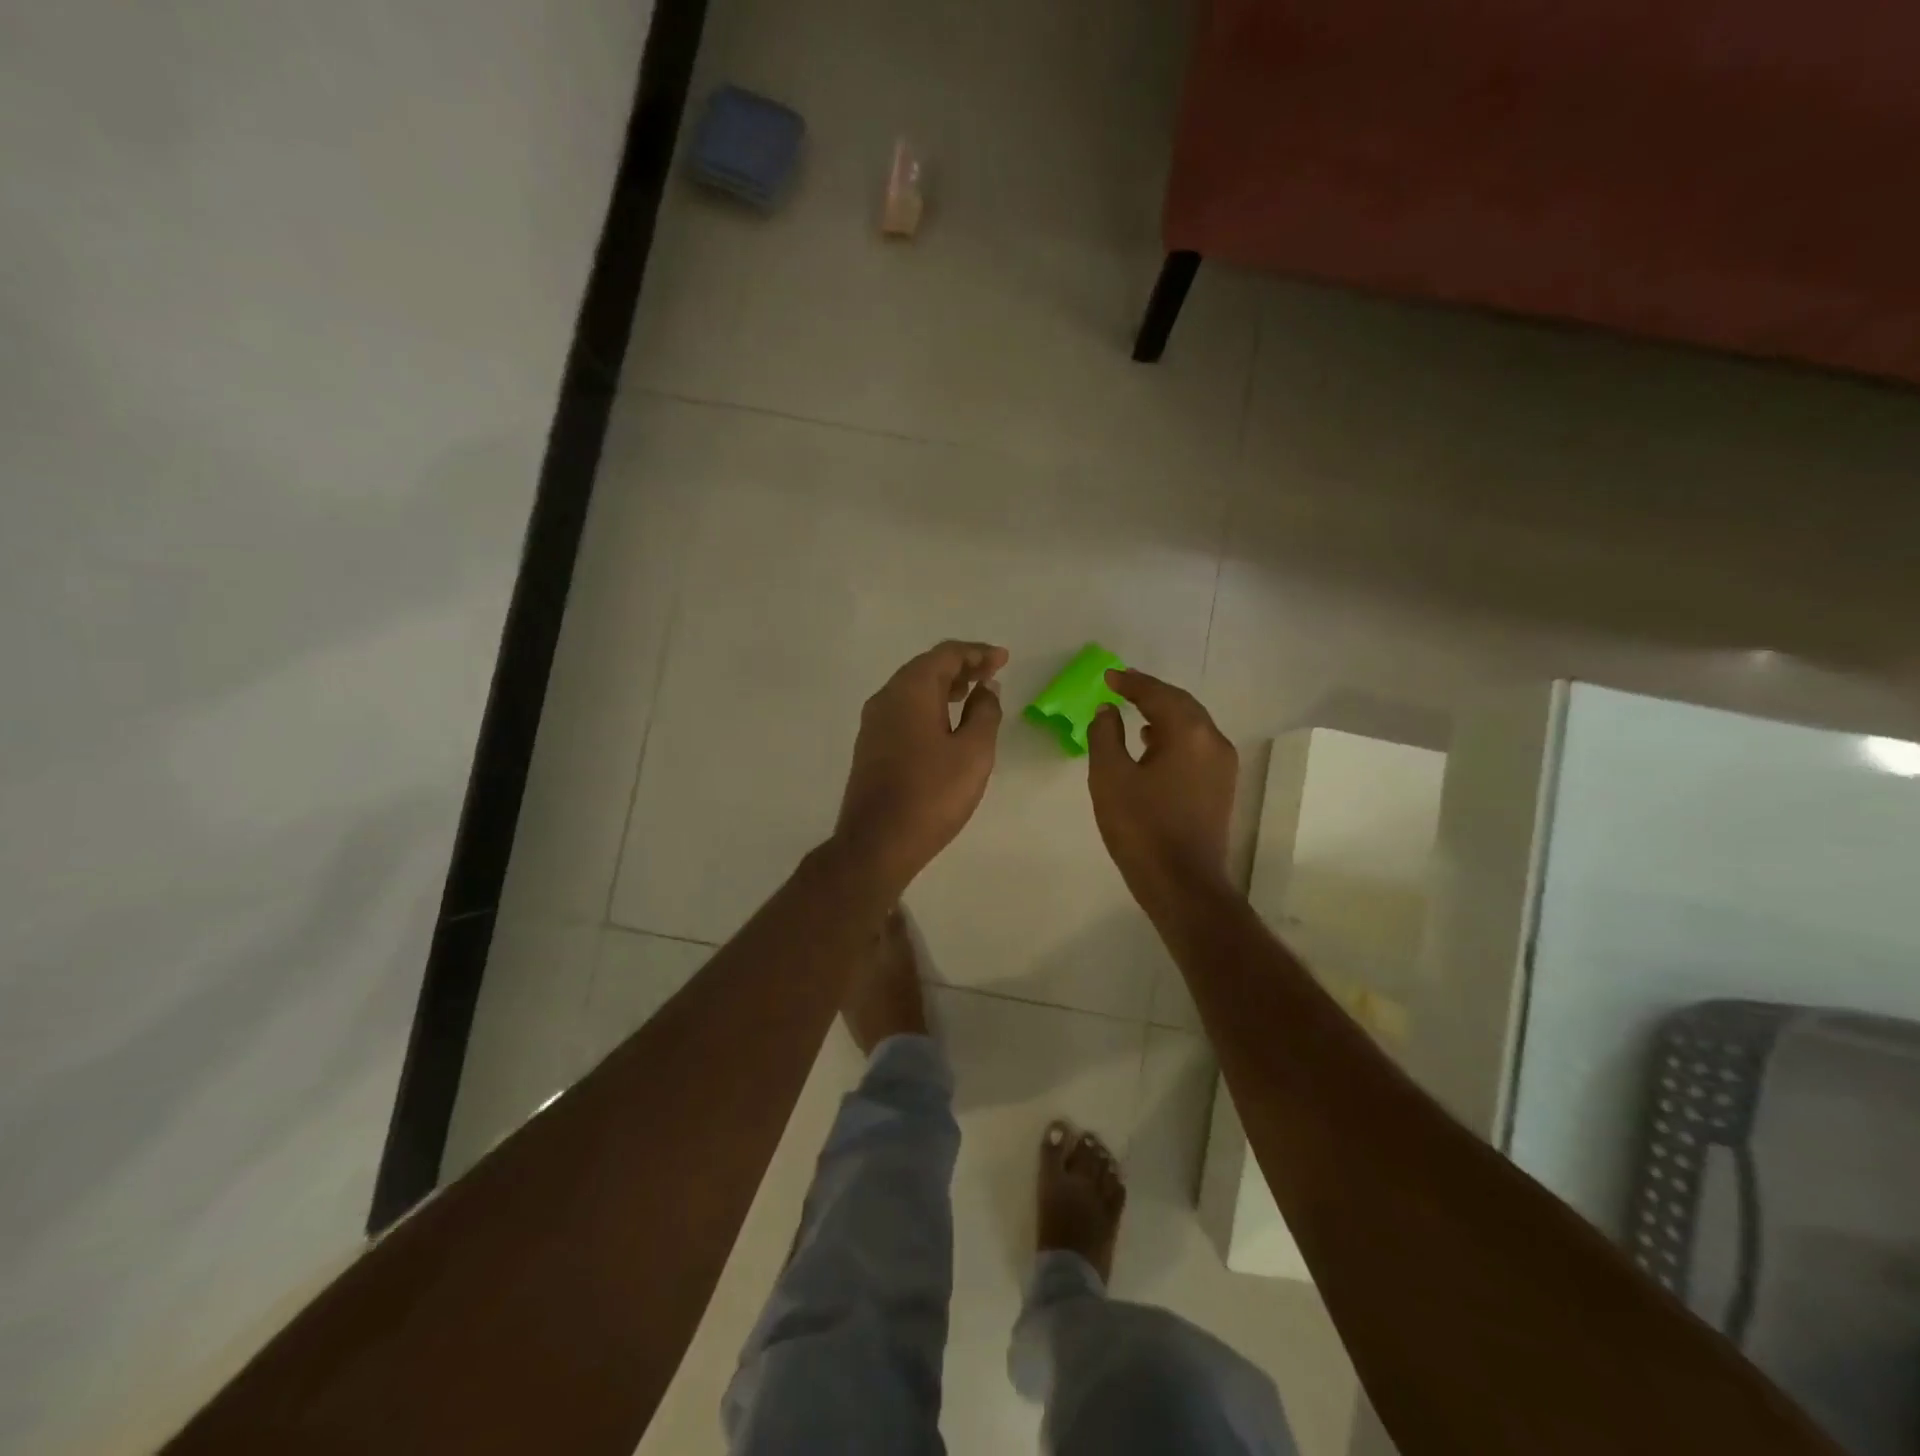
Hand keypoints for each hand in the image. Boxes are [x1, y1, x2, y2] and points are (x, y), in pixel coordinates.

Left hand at [834, 640, 1008, 889]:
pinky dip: (929, 706)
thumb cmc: (932, 794)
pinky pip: (904, 710)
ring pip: (913, 689)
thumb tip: (985, 689)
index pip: (946, 655)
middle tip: (992, 674)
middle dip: (962, 667)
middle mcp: (886, 697)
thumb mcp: (973, 752)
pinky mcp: (871, 745)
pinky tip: (946, 723)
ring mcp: (874, 722)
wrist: (877, 842)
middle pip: (926, 667)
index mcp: (910, 690)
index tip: (1003, 659)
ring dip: (945, 686)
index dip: (978, 653)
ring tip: (974, 694)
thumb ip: (985, 713)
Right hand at [1087, 668, 1237, 906]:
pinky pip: (1197, 746)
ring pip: (1192, 725)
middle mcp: (1213, 741)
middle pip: (1182, 704)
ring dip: (1164, 713)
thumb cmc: (1141, 828)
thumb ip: (1105, 735)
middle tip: (1123, 685)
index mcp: (1188, 734)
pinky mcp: (1221, 787)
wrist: (1183, 883)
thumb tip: (1108, 710)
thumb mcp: (1110, 777)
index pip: (1158, 695)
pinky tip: (1153, 745)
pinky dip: (1174, 736)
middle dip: (1151, 693)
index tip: (1108, 676)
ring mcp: (1222, 766)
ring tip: (1135, 711)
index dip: (1131, 682)